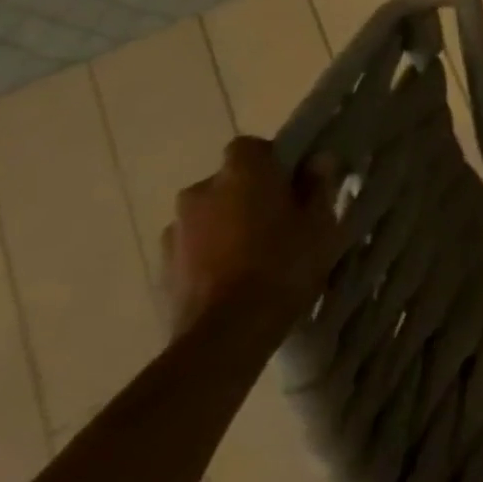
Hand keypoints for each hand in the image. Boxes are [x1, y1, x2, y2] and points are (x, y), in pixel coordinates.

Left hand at [161, 137, 341, 335]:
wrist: (226, 334)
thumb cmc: (284, 265)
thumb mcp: (321, 224)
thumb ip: (318, 186)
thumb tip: (317, 160)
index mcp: (241, 173)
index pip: (252, 147)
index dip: (272, 161)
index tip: (292, 183)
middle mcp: (200, 192)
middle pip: (228, 182)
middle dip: (248, 195)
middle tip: (278, 221)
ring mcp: (175, 231)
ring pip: (209, 216)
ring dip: (227, 226)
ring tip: (254, 256)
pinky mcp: (162, 268)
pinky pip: (193, 248)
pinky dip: (210, 255)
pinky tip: (233, 280)